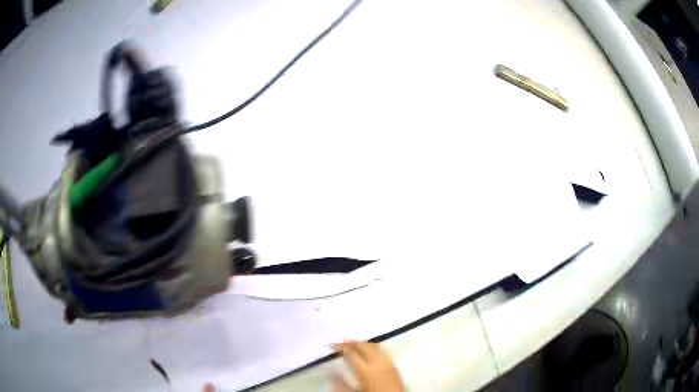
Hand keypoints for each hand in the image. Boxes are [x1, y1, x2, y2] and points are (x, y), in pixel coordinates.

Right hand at [333, 340, 404, 391]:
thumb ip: (342, 383)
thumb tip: (331, 372)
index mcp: (367, 370)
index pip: (352, 353)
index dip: (341, 347)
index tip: (331, 345)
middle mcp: (379, 362)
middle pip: (364, 346)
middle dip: (352, 342)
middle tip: (341, 341)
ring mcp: (389, 363)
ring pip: (375, 346)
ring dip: (363, 343)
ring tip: (354, 344)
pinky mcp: (395, 366)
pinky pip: (383, 350)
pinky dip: (373, 347)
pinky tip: (370, 351)